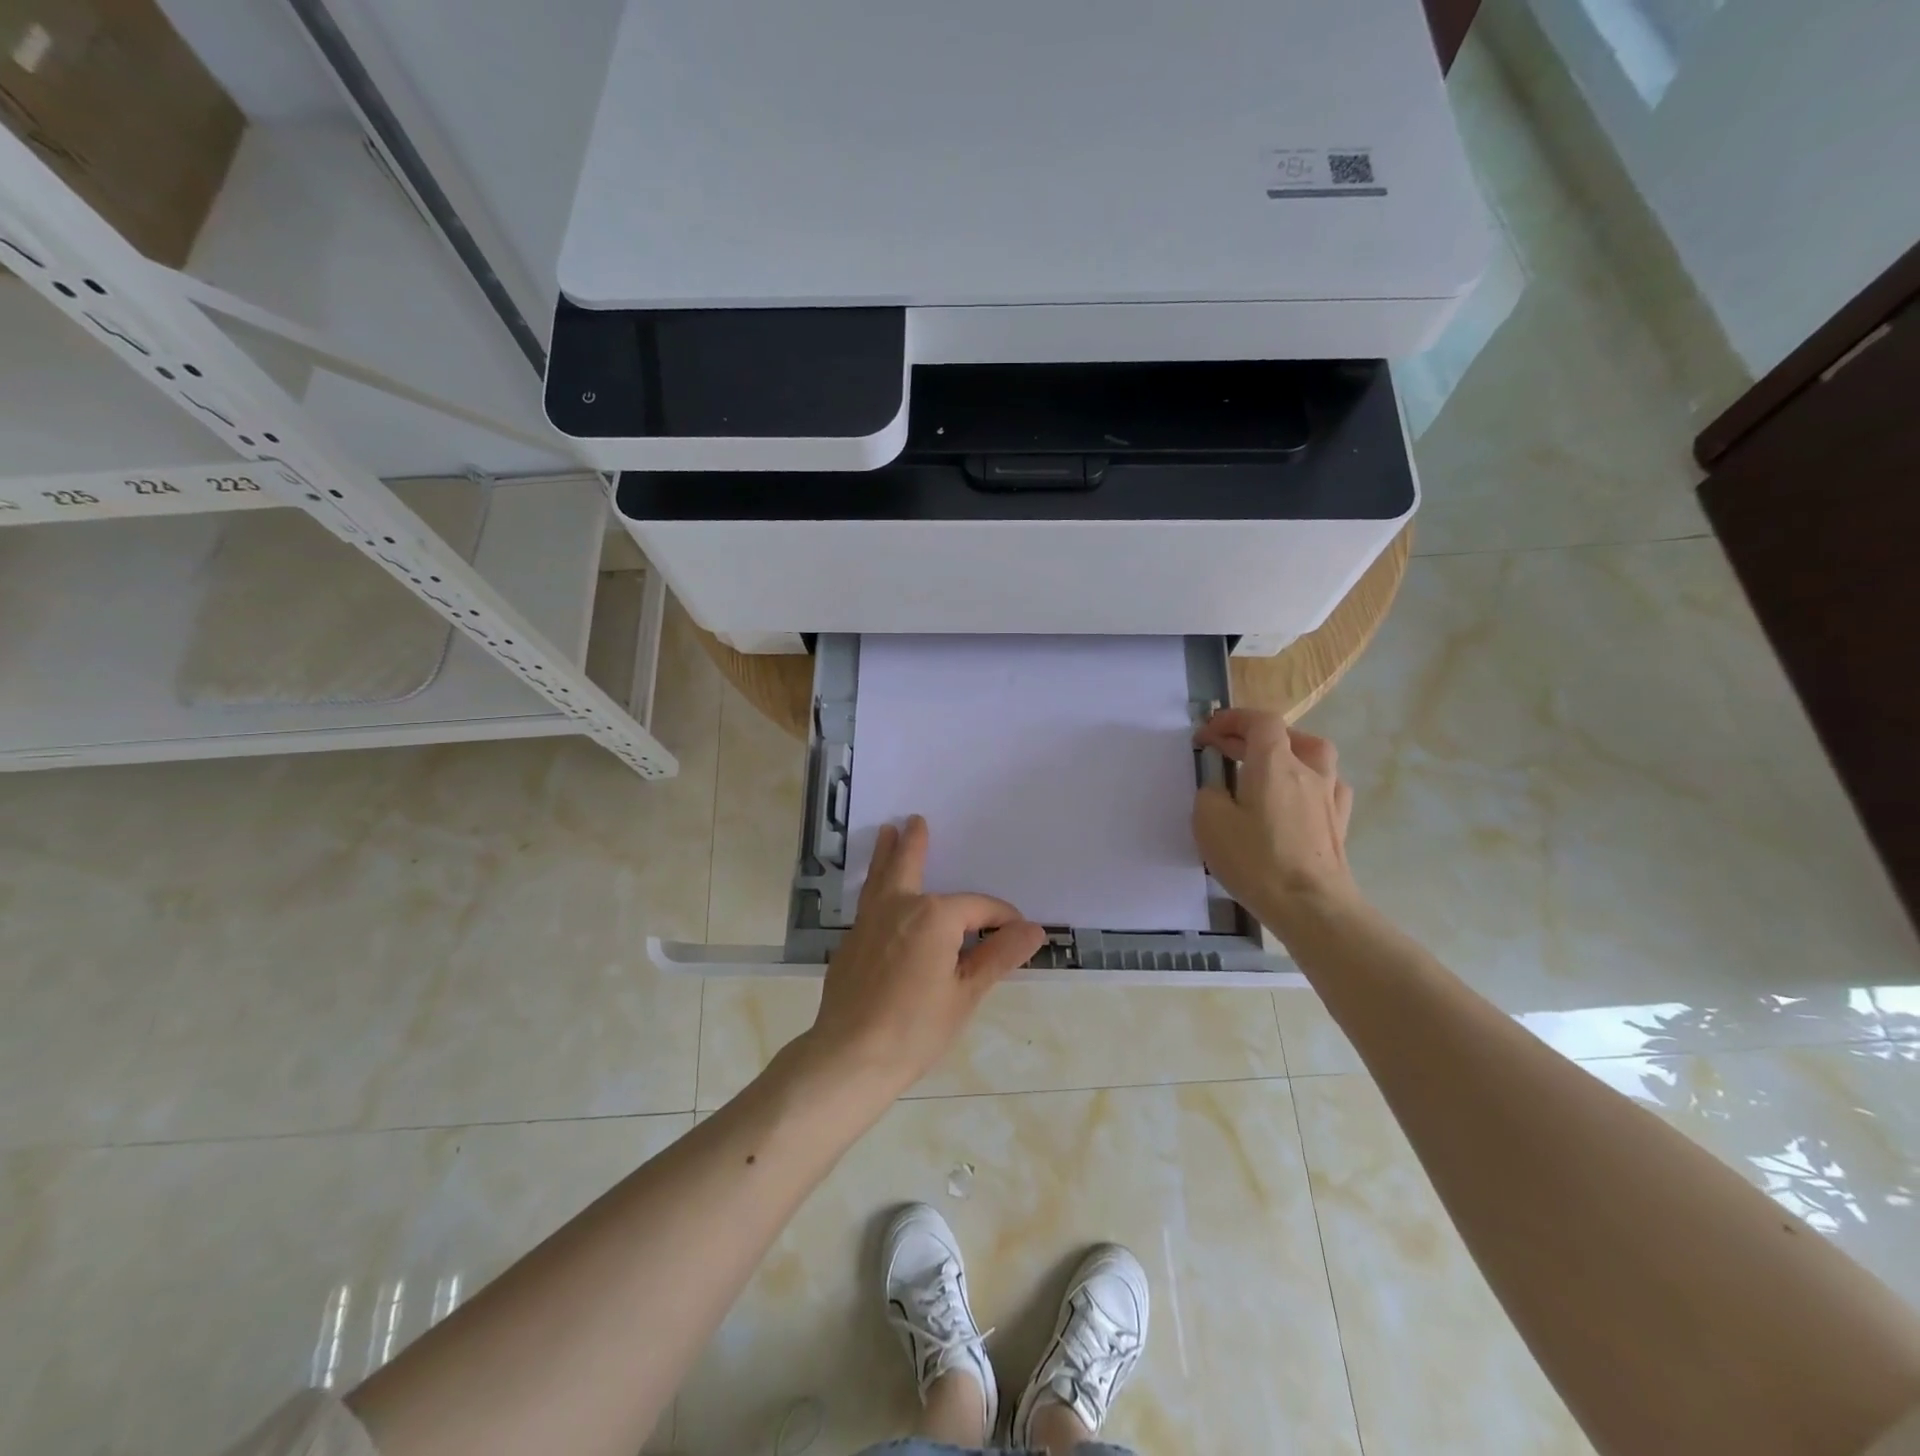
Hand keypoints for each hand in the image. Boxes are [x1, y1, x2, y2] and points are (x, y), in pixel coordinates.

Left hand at [806, 815, 1046, 1095]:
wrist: (850, 1056)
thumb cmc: (916, 1028)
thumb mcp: (966, 993)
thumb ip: (998, 956)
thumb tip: (1034, 929)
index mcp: (934, 916)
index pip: (978, 907)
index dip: (1001, 918)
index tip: (1017, 934)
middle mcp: (899, 906)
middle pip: (909, 865)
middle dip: (915, 844)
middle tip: (915, 821)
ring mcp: (868, 921)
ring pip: (880, 877)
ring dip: (886, 854)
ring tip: (886, 832)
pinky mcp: (851, 941)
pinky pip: (868, 900)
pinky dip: (875, 885)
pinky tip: (877, 892)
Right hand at [1192, 708, 1362, 936]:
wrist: (1311, 906)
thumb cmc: (1256, 860)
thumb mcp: (1209, 822)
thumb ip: (1210, 793)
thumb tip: (1220, 788)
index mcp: (1275, 763)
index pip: (1259, 721)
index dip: (1231, 720)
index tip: (1206, 735)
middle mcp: (1308, 770)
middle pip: (1285, 735)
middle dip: (1251, 736)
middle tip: (1224, 750)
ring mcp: (1329, 796)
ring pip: (1314, 756)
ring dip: (1287, 752)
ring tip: (1265, 768)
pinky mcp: (1339, 822)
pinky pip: (1327, 785)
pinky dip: (1308, 780)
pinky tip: (1297, 797)